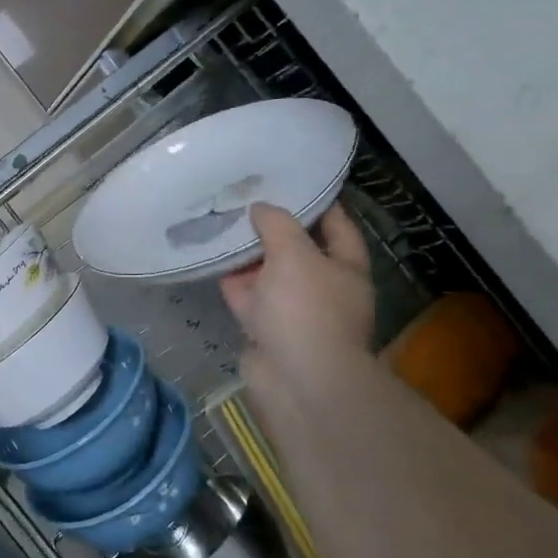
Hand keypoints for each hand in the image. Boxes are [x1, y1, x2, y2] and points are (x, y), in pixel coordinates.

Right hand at [222, 203, 375, 418]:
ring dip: (248, 253)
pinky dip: (232, 279)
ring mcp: (293, 309)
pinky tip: (211, 257)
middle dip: (274, 226)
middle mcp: (323, 286)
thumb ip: (276, 223)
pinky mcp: (265, 327)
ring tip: (221, 222)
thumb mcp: (294, 253)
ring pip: (268, 272)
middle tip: (245, 198)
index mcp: (346, 267)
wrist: (296, 378)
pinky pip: (247, 295)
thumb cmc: (307, 309)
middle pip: (298, 248)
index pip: (336, 224)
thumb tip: (260, 208)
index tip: (291, 180)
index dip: (317, 201)